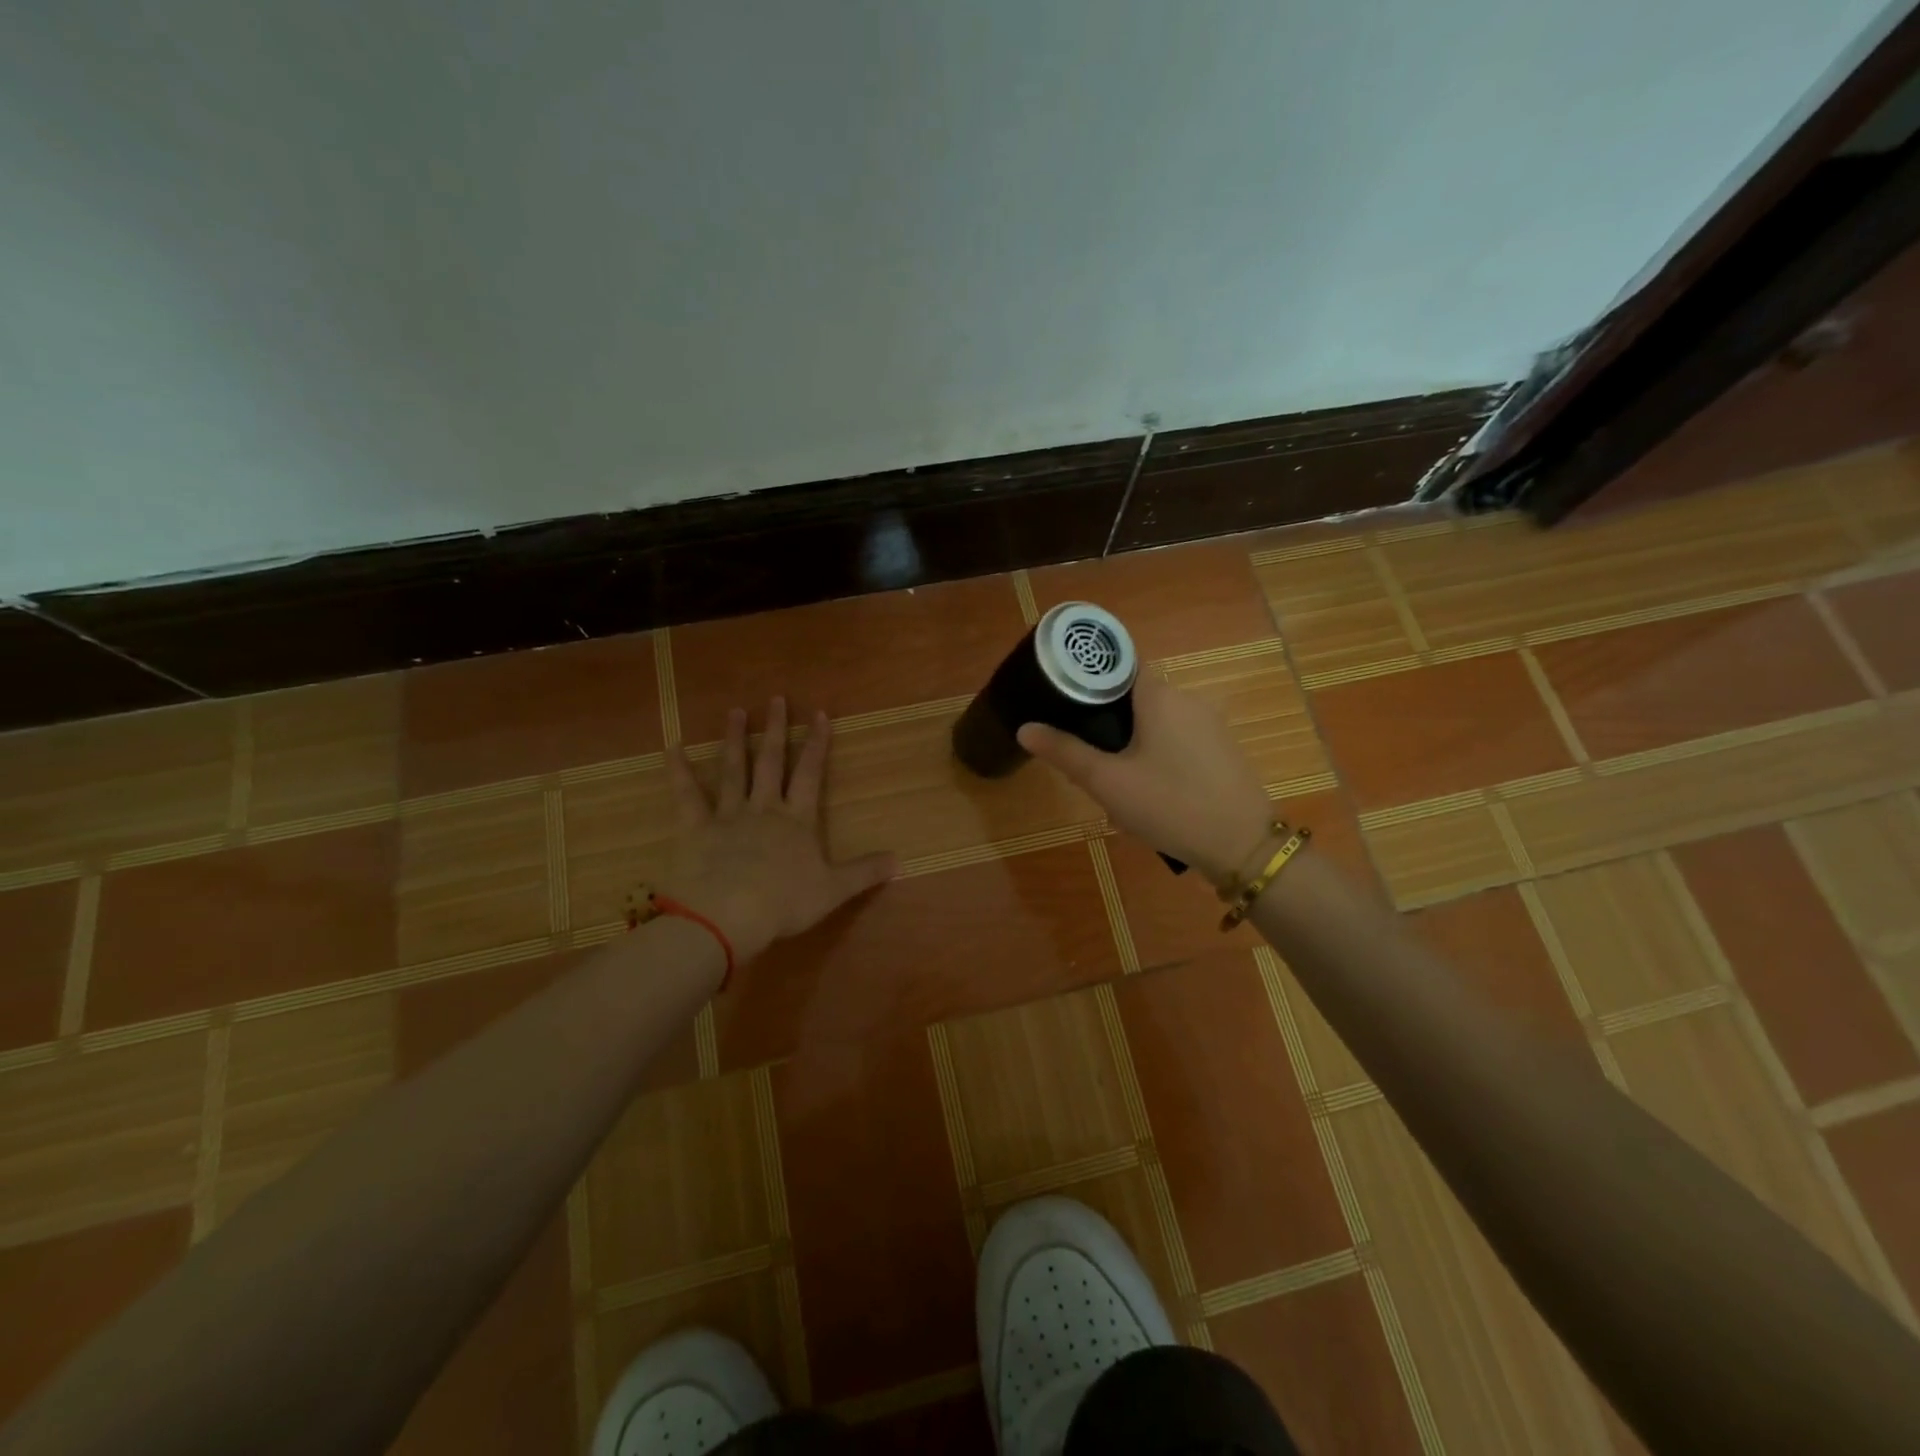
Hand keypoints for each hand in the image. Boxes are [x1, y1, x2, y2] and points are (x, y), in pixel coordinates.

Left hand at [660, 698, 897, 964]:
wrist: (728, 917)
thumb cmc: (784, 903)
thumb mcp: (833, 891)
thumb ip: (865, 872)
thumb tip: (900, 860)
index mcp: (797, 821)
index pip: (811, 774)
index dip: (817, 744)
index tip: (819, 714)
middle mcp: (764, 808)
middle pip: (772, 762)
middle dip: (776, 730)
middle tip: (776, 699)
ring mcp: (728, 815)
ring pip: (733, 770)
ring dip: (735, 740)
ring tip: (735, 712)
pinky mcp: (695, 829)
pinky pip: (686, 795)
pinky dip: (678, 771)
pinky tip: (672, 747)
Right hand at [1017, 673, 1273, 884]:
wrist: (1243, 846)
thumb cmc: (1169, 804)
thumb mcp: (1107, 782)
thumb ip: (1065, 752)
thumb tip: (1025, 728)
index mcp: (1159, 695)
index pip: (1119, 664)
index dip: (1090, 676)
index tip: (1064, 696)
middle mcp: (1187, 699)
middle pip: (1135, 696)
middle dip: (1107, 723)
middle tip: (1084, 756)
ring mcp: (1210, 725)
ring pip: (1156, 723)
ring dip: (1131, 744)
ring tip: (1112, 781)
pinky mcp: (1222, 750)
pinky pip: (1177, 741)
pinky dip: (1157, 756)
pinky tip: (1149, 792)